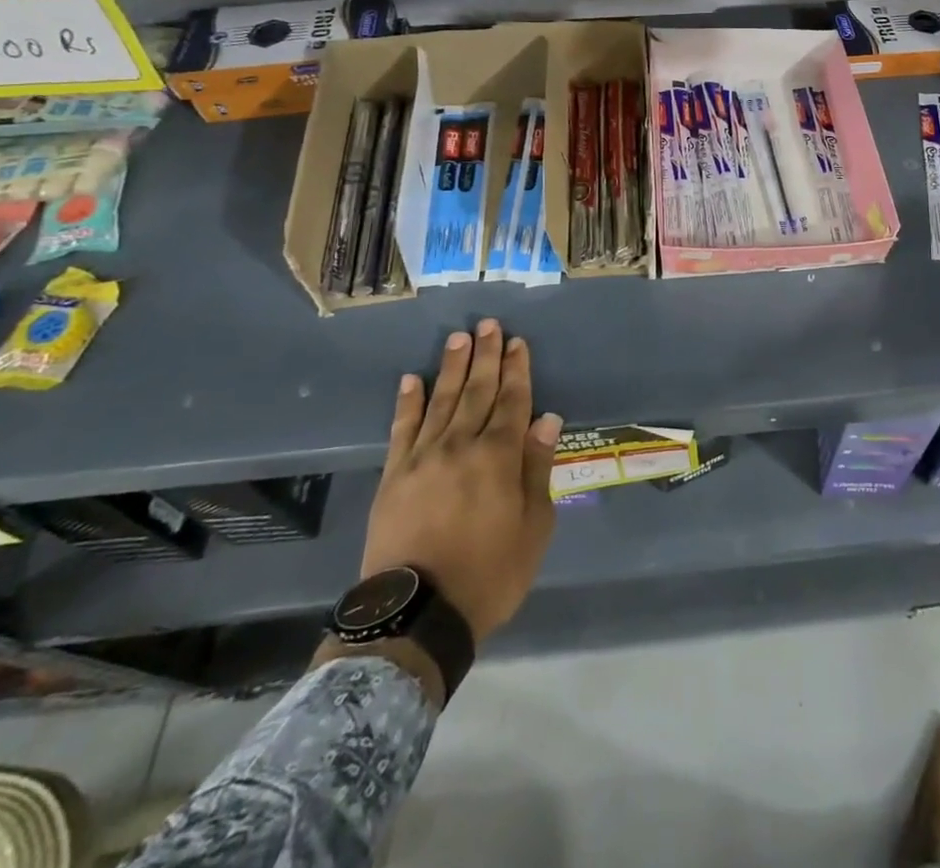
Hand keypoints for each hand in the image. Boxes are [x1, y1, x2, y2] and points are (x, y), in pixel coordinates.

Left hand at [358, 319, 562, 644]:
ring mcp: (423, 458)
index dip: (517, 369)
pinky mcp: (393, 476)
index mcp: (499, 457)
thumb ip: (537, 469)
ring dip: (452, 368)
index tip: (518, 342)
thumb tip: (546, 420)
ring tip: (458, 338)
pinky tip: (412, 379)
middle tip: (488, 325)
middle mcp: (461, 446)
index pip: (512, 401)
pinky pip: (401, 429)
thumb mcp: (533, 528)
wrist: (418, 615)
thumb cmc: (489, 573)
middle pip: (477, 391)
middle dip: (486, 356)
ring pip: (442, 401)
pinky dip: (408, 402)